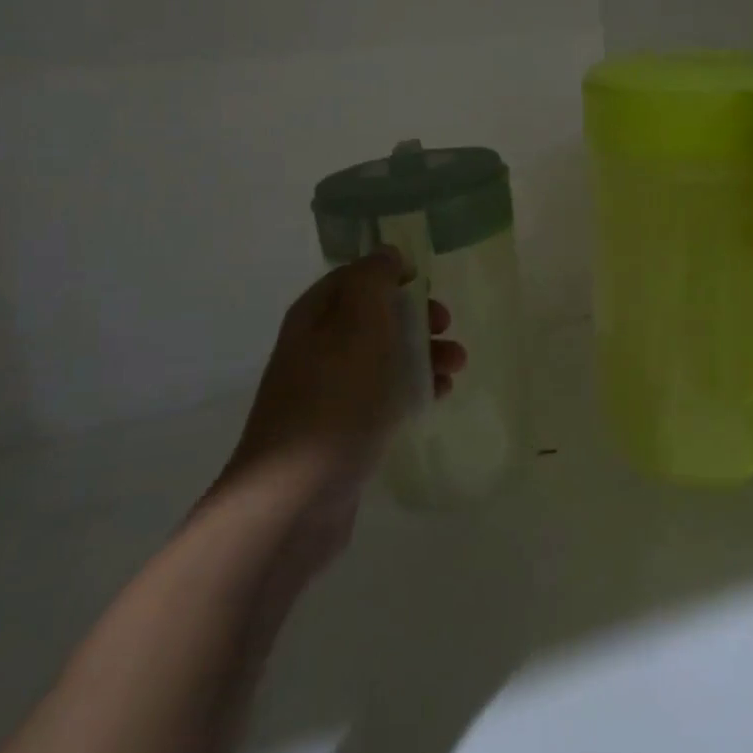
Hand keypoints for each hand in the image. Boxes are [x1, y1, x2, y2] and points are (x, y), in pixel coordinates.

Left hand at [211, 249, 465, 568]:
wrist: (294, 499)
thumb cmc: (335, 399)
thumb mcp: (359, 323)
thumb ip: (374, 280)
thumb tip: (387, 254)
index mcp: (316, 315)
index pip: (356, 277)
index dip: (393, 275)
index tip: (427, 285)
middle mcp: (317, 347)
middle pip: (374, 317)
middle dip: (416, 317)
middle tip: (447, 327)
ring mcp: (327, 391)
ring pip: (383, 357)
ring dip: (422, 354)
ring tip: (458, 366)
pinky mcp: (341, 430)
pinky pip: (382, 396)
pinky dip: (412, 389)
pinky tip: (438, 397)